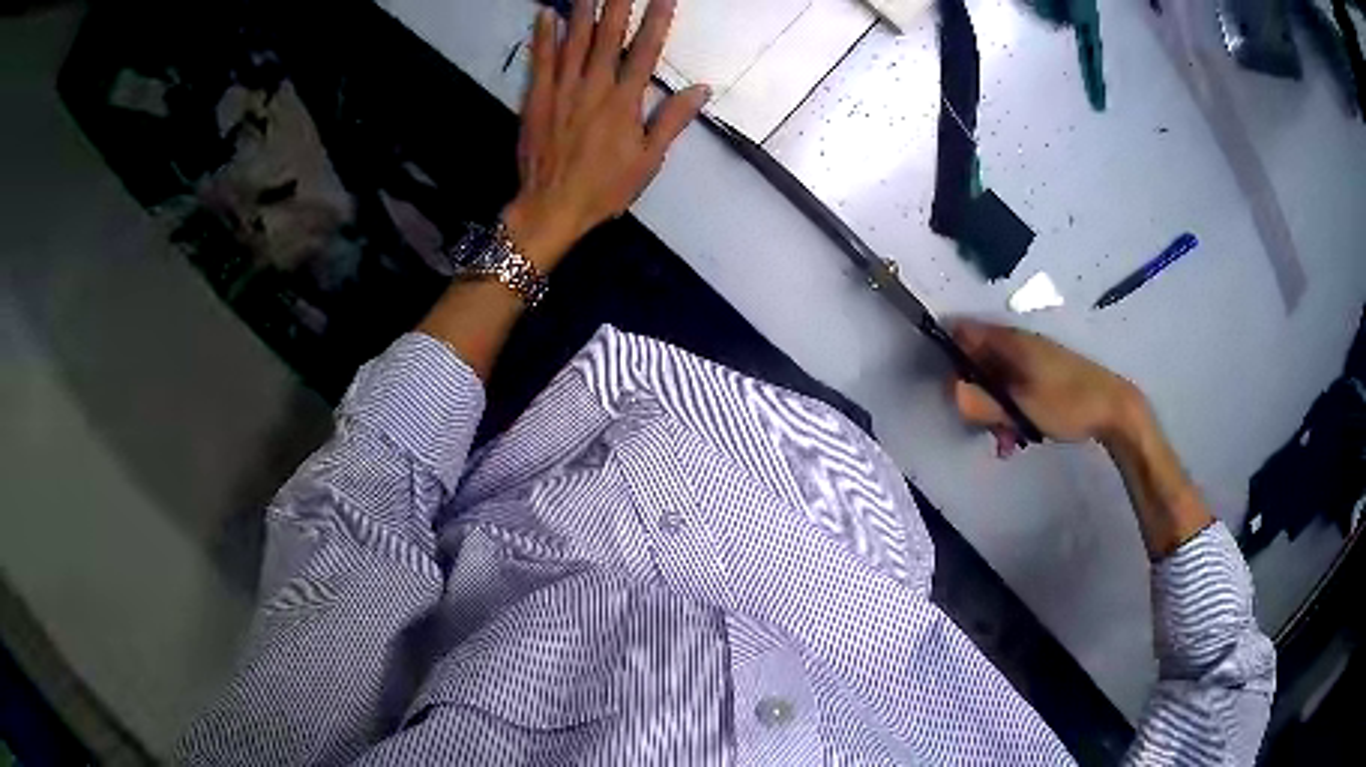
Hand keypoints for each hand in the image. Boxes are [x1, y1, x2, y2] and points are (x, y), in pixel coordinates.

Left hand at [502, 0, 709, 270]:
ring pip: (575, 40)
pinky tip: (547, 12)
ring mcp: (562, 90)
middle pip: (609, 36)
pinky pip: (541, 60)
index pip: (646, 51)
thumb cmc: (604, 188)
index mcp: (625, 102)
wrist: (550, 208)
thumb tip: (701, 89)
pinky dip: (544, 35)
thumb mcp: (648, 161)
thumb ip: (672, 120)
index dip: (657, 19)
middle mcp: (594, 87)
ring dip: (584, 9)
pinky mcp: (536, 98)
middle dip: (619, 3)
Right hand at [951, 320, 1146, 452]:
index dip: (951, 359)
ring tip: (1006, 442)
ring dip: (995, 411)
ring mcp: (1032, 358)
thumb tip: (950, 392)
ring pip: (997, 381)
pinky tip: (1019, 438)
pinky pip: (1015, 389)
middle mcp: (1017, 343)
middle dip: (975, 396)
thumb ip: (982, 401)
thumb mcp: (1020, 408)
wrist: (1114, 408)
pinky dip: (1012, 412)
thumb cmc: (1066, 404)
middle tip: (984, 427)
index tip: (954, 392)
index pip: (963, 334)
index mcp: (1009, 341)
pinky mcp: (1044, 375)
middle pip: (977, 362)